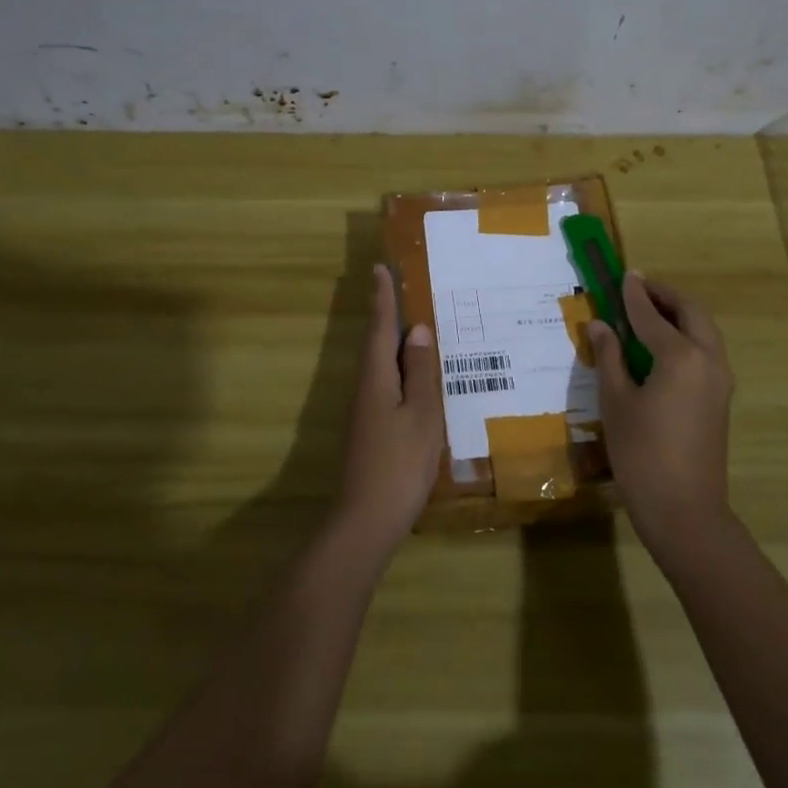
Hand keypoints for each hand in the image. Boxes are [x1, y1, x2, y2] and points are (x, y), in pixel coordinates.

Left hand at [331, 265, 443, 557]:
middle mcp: (366, 388)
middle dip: (386, 314)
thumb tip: (419, 330)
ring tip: (415, 326)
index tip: (379, 267)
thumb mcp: (421, 415)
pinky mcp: (371, 429)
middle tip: (400, 288)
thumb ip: (422, 372)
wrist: (367, 520)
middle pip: (376, 343)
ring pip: (381, 365)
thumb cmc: (400, 464)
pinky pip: (387, 384)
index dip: (382, 298)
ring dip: (393, 342)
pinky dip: (401, 369)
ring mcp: (366, 411)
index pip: (381, 328)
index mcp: (377, 378)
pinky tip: (416, 377)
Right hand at [587, 271, 734, 549]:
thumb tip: (601, 325)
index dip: (633, 294)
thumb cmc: (642, 454)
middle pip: (691, 313)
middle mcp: (708, 360)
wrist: (685, 511)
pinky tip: (661, 345)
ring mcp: (720, 380)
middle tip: (638, 287)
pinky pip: (705, 351)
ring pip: (704, 331)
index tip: (623, 274)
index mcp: (681, 356)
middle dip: (665, 296)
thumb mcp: (616, 402)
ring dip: (679, 314)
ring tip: (648, 311)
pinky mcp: (720, 399)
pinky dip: (686, 335)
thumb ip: (609, 357)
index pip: (651, 315)